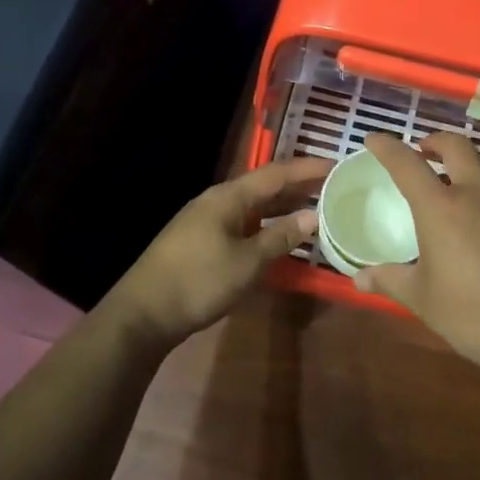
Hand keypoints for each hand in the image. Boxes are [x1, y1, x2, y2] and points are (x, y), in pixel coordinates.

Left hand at [110, 156, 331, 346]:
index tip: (337, 165)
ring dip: (283, 207)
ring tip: (315, 208)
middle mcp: (218, 201)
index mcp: (228, 197)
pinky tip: (281, 236)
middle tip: (333, 186)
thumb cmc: (197, 282)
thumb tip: (313, 216)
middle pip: (264, 186)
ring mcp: (207, 221)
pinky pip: (244, 223)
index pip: (276, 174)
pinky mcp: (202, 241)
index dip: (307, 169)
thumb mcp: (246, 263)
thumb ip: (280, 238)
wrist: (142, 314)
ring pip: (254, 206)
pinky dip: (267, 225)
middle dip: (298, 186)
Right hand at [354, 132, 479, 381]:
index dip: (387, 147)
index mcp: (441, 208)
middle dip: (436, 141)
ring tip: (445, 198)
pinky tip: (475, 234)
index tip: (373, 139)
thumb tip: (359, 279)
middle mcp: (475, 197)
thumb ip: (390, 280)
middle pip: (457, 146)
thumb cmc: (472, 313)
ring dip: (461, 174)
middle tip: (421, 151)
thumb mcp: (422, 299)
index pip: (408, 164)